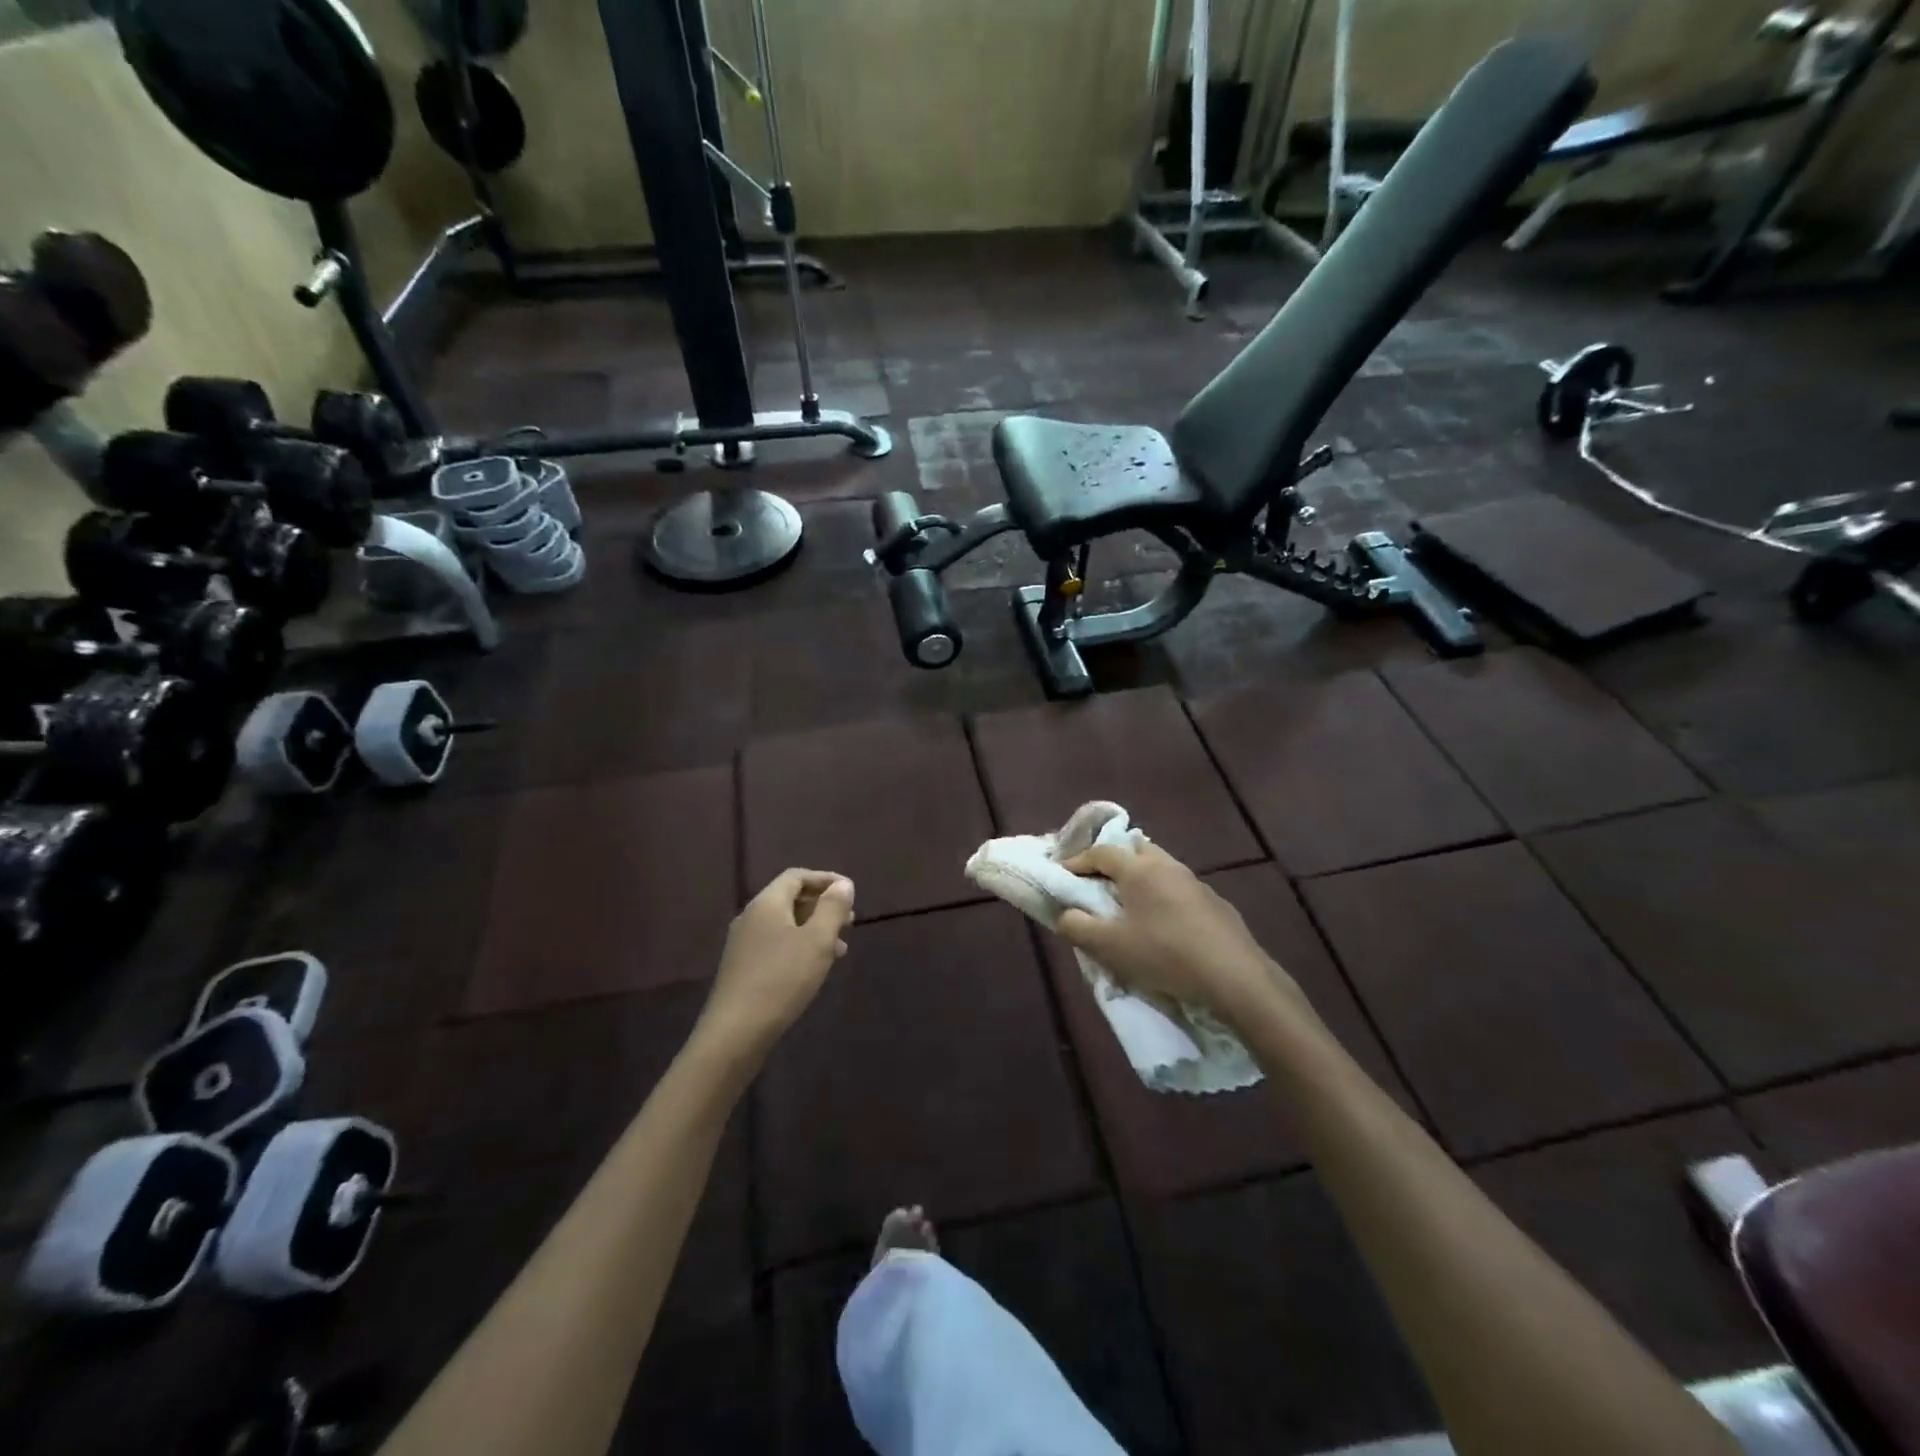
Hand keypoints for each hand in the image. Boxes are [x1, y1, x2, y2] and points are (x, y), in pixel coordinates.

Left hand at [697, 869, 855, 1068]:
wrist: (735, 1032)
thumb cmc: (782, 979)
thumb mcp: (817, 941)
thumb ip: (832, 908)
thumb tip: (843, 884)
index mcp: (767, 903)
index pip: (796, 876)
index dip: (825, 879)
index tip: (850, 893)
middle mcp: (751, 917)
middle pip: (790, 898)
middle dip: (822, 906)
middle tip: (849, 921)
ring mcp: (743, 944)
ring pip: (784, 924)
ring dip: (813, 929)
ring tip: (840, 948)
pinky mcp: (742, 968)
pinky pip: (776, 944)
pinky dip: (799, 946)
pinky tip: (814, 968)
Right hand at [1056, 842, 1307, 1032]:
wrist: (1235, 978)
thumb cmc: (1164, 955)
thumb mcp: (1109, 947)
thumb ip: (1077, 927)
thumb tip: (1064, 914)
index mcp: (1139, 869)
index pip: (1101, 852)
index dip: (1078, 860)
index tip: (1063, 874)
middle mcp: (1168, 866)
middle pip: (1135, 849)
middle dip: (1114, 859)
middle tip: (1098, 881)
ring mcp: (1196, 883)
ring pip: (1161, 867)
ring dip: (1141, 877)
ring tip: (1129, 903)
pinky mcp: (1216, 903)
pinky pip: (1180, 888)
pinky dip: (1164, 896)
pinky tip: (1164, 923)